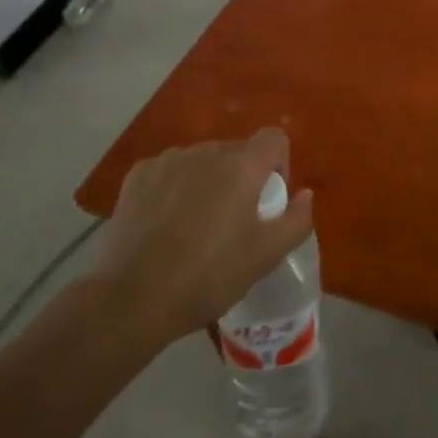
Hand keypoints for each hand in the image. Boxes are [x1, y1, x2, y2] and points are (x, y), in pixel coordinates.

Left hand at [86, 129, 312, 344]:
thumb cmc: (209, 276)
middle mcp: (207, 151)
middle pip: (237, 151)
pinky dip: (175, 188)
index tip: (269, 201)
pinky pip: (170, 171)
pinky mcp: (138, 175)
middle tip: (233, 223)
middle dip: (242, 178)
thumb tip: (304, 194)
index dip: (279, 164)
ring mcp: (169, 160)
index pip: (274, 138)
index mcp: (242, 166)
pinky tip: (165, 224)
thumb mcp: (266, 257)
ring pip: (202, 161)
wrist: (132, 299)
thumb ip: (296, 220)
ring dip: (208, 181)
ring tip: (195, 225)